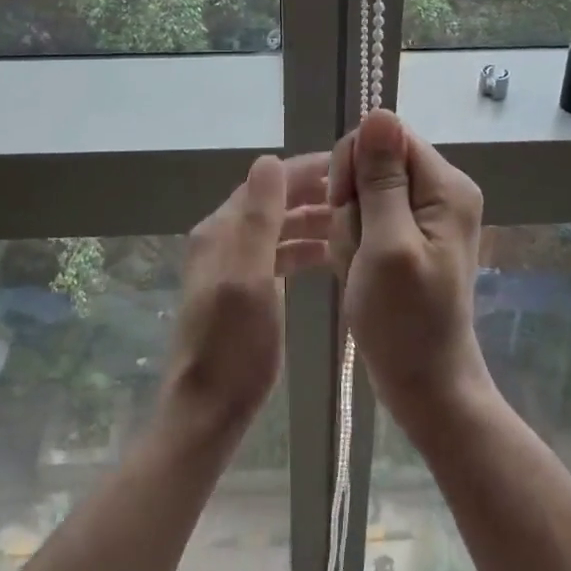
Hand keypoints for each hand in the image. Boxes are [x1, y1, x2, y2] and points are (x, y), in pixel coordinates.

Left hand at [159, 153, 330, 442]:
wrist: (208, 411)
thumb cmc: (234, 345)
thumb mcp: (249, 276)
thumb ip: (259, 218)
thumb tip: (268, 159)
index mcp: (222, 230)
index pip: (268, 182)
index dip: (306, 170)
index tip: (350, 163)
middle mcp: (223, 239)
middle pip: (273, 202)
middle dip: (313, 193)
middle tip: (361, 192)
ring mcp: (231, 265)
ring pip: (277, 228)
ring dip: (310, 220)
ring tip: (354, 221)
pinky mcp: (243, 289)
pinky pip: (276, 255)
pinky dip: (301, 249)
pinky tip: (328, 255)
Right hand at [329, 109, 489, 428]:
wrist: (425, 385)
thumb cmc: (404, 321)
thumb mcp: (387, 245)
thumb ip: (383, 179)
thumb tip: (379, 112)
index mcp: (445, 186)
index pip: (386, 137)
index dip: (355, 166)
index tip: (345, 209)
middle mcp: (440, 190)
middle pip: (373, 163)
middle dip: (351, 203)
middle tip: (357, 249)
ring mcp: (425, 213)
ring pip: (363, 192)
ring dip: (349, 229)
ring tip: (359, 268)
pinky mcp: (409, 234)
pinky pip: (367, 217)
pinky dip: (354, 242)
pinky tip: (358, 271)